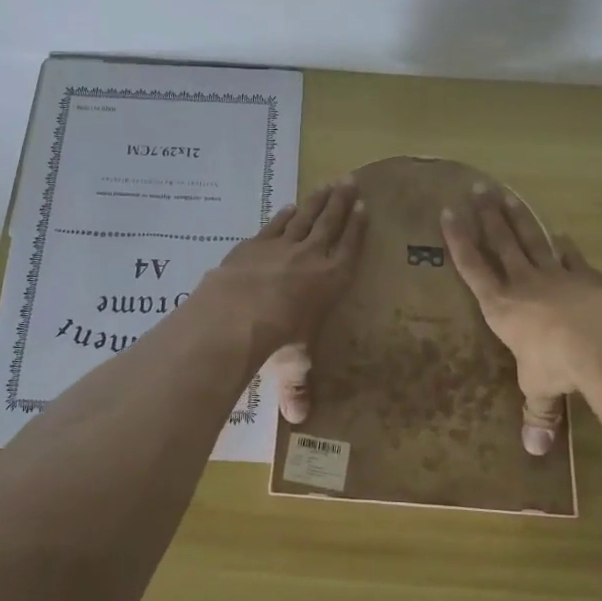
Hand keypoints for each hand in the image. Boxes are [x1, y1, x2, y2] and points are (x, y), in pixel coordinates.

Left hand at [195, 179, 365, 422]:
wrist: (236, 313)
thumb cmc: (277, 340)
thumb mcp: (292, 366)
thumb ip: (297, 388)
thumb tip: (298, 421)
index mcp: (332, 281)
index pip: (350, 248)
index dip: (358, 228)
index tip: (365, 207)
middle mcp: (312, 257)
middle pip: (331, 223)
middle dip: (342, 202)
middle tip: (351, 180)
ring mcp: (281, 246)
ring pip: (305, 217)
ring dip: (318, 200)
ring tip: (328, 184)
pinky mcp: (255, 244)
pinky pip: (276, 224)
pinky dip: (285, 214)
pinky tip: (290, 206)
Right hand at [440, 185, 601, 455]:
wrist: (600, 341)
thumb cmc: (555, 364)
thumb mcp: (539, 389)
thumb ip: (537, 412)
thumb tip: (534, 450)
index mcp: (500, 307)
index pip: (473, 268)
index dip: (459, 241)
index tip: (447, 213)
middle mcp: (522, 284)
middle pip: (501, 243)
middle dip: (487, 217)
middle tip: (477, 189)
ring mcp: (556, 276)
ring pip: (531, 240)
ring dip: (518, 218)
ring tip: (506, 195)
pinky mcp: (586, 277)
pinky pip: (571, 257)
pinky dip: (565, 246)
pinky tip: (561, 234)